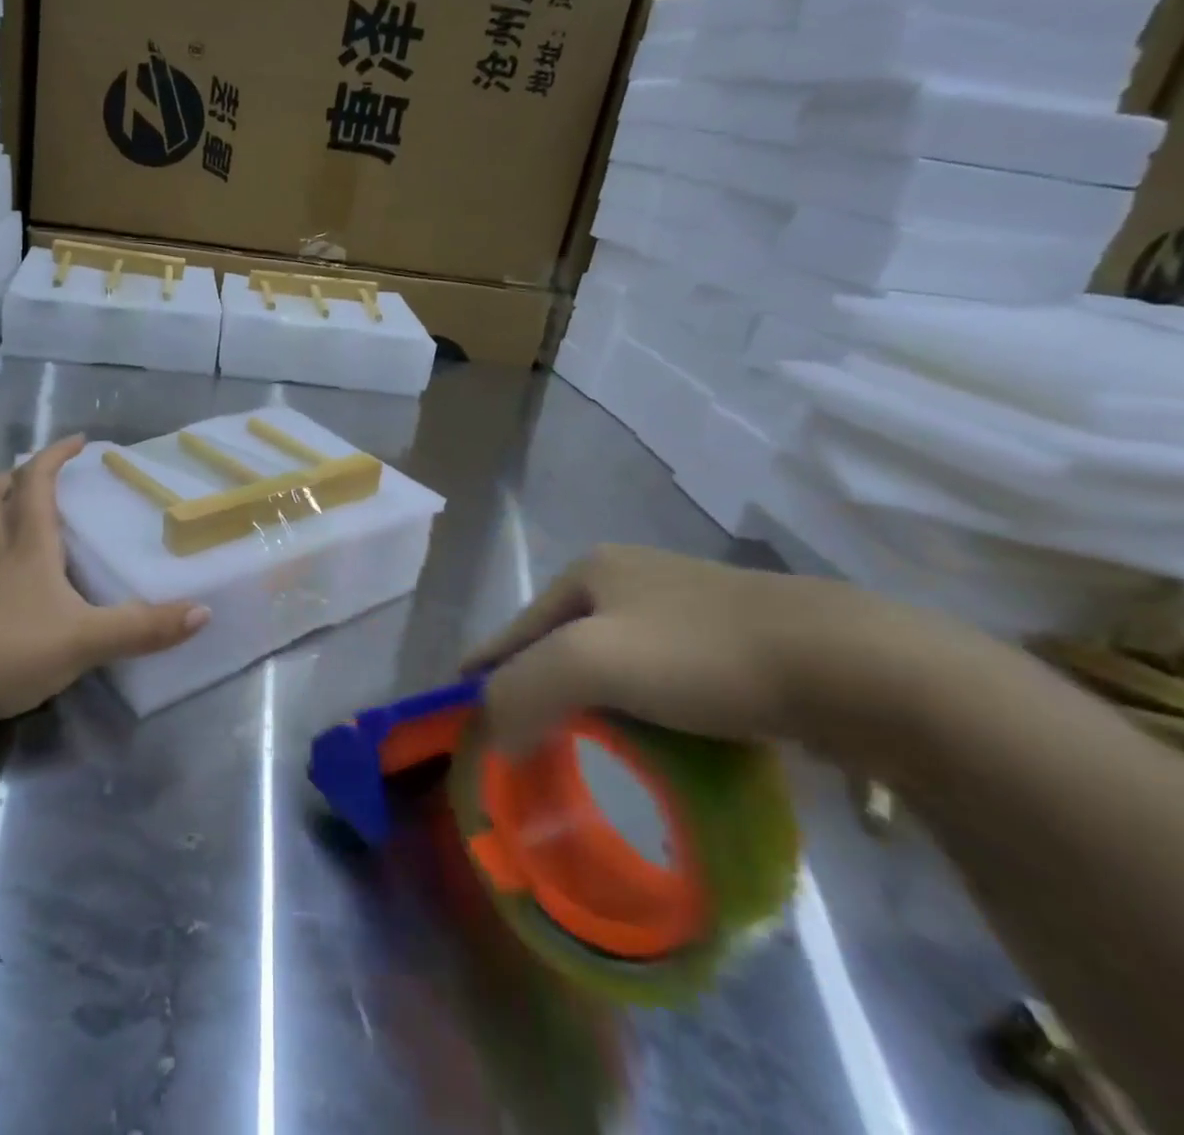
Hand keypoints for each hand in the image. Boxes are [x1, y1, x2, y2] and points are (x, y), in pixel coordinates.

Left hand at [0, 436, 210, 722]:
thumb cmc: (14, 649)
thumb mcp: (87, 639)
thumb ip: (143, 627)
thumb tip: (202, 612)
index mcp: (28, 546)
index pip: (36, 483)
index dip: (55, 456)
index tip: (78, 441)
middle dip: (13, 476)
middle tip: (38, 476)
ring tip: (24, 517)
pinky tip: (11, 579)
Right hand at [464, 544, 900, 755]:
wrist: (854, 667)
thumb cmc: (703, 655)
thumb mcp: (591, 663)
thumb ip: (522, 690)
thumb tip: (490, 731)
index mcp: (591, 571)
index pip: (516, 627)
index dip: (486, 668)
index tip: (463, 709)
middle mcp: (631, 578)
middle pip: (561, 644)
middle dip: (537, 687)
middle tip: (521, 739)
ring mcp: (685, 606)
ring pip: (611, 663)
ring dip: (588, 704)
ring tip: (576, 747)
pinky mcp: (732, 641)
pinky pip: (659, 680)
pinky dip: (638, 711)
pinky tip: (648, 740)